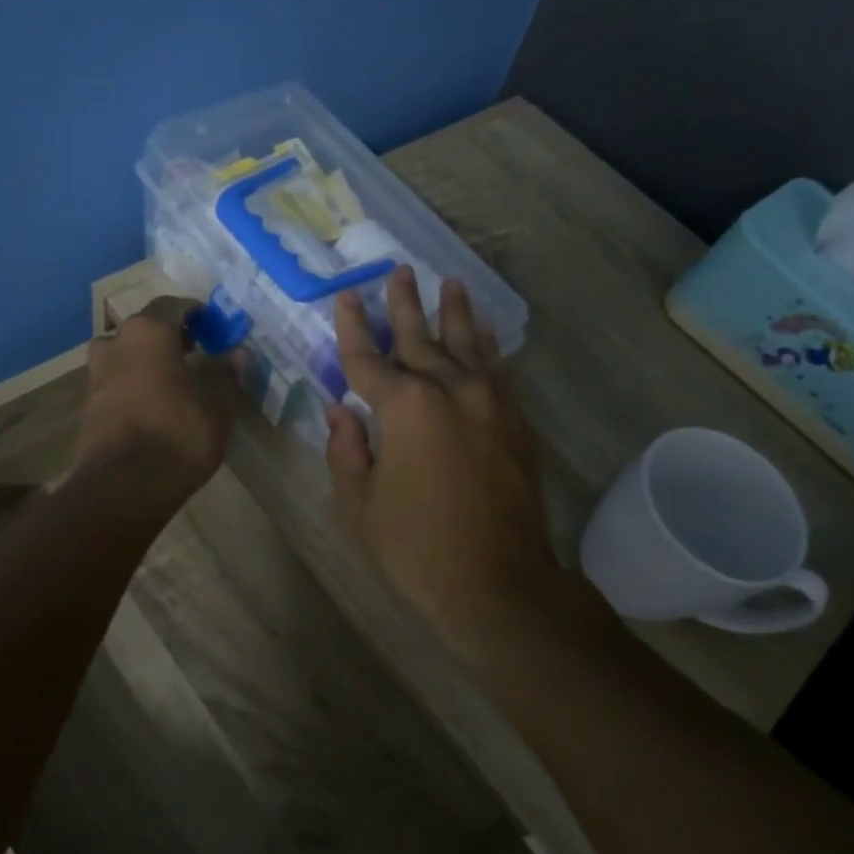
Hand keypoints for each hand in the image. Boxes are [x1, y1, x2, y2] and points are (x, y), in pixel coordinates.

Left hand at [74, 296, 234, 500]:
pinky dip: (134, 383)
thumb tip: (238, 354)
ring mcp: (96, 375)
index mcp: (148, 332)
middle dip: (170, 335)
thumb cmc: (178, 434)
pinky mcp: (88, 406)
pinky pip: (116, 381)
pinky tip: (154, 403)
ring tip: (174, 378)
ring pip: (125, 354)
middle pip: (144, 328)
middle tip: (195, 350)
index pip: (172, 306)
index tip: (212, 324)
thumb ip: (226, 374)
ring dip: (148, 359)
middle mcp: (116, 343)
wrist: (123, 486)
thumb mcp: (217, 405)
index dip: (194, 312)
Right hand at [325, 267, 560, 651]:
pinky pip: (496, 369)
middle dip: (403, 304)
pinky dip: (486, 345)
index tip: (346, 295)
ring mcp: (489, 402)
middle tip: (397, 271)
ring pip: (466, 343)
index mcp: (405, 407)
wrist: (498, 583)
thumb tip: (339, 410)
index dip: (352, 327)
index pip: (367, 358)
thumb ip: (346, 450)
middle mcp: (449, 390)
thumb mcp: (360, 504)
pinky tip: (482, 332)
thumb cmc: (416, 548)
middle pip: (420, 337)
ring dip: (454, 312)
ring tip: (448, 283)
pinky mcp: (514, 421)